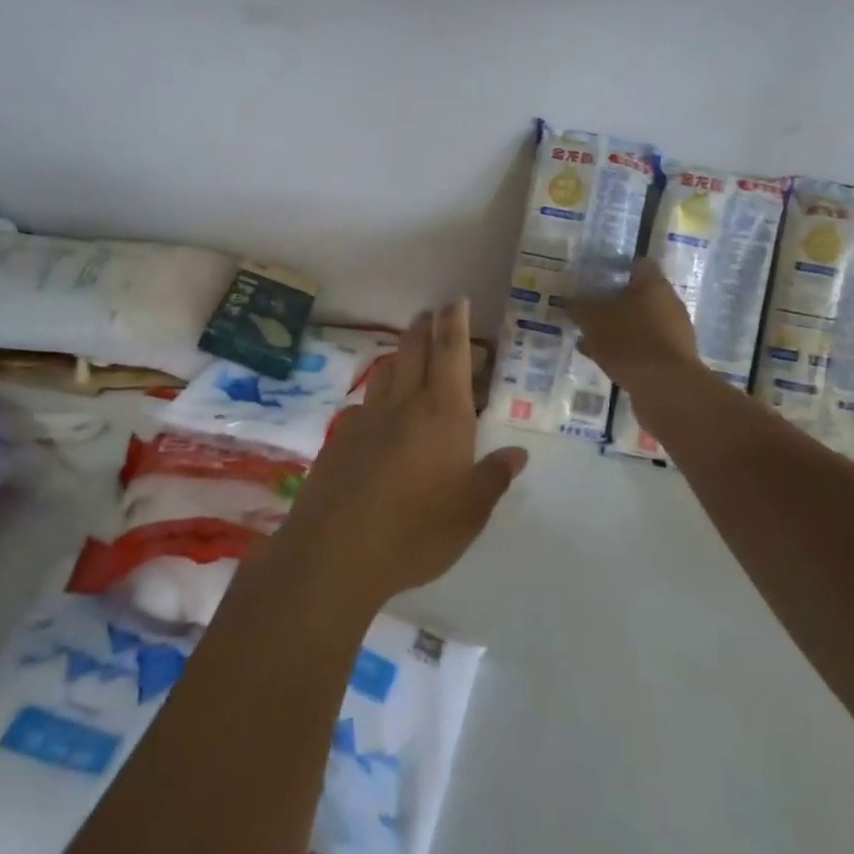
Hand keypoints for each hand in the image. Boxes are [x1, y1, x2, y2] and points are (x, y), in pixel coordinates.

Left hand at [272, 299, 526, 610]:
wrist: (335, 551)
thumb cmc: (415, 532)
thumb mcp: (469, 513)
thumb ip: (492, 478)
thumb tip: (517, 453)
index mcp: (442, 414)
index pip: (450, 354)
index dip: (455, 324)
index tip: (456, 301)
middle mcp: (403, 404)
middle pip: (413, 351)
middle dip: (425, 328)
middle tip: (433, 314)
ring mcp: (366, 418)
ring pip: (386, 371)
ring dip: (400, 354)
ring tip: (409, 351)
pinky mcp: (340, 437)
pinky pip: (365, 402)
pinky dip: (378, 394)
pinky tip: (380, 411)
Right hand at [570, 258, 700, 391]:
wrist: (666, 388)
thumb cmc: (628, 341)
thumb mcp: (592, 321)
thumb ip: (579, 308)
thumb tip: (568, 300)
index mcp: (653, 284)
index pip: (637, 264)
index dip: (616, 267)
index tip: (596, 276)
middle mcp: (669, 302)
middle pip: (639, 294)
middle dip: (614, 301)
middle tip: (589, 308)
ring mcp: (675, 331)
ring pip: (640, 321)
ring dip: (619, 327)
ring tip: (591, 337)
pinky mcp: (674, 356)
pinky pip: (645, 345)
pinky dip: (627, 348)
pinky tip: (605, 358)